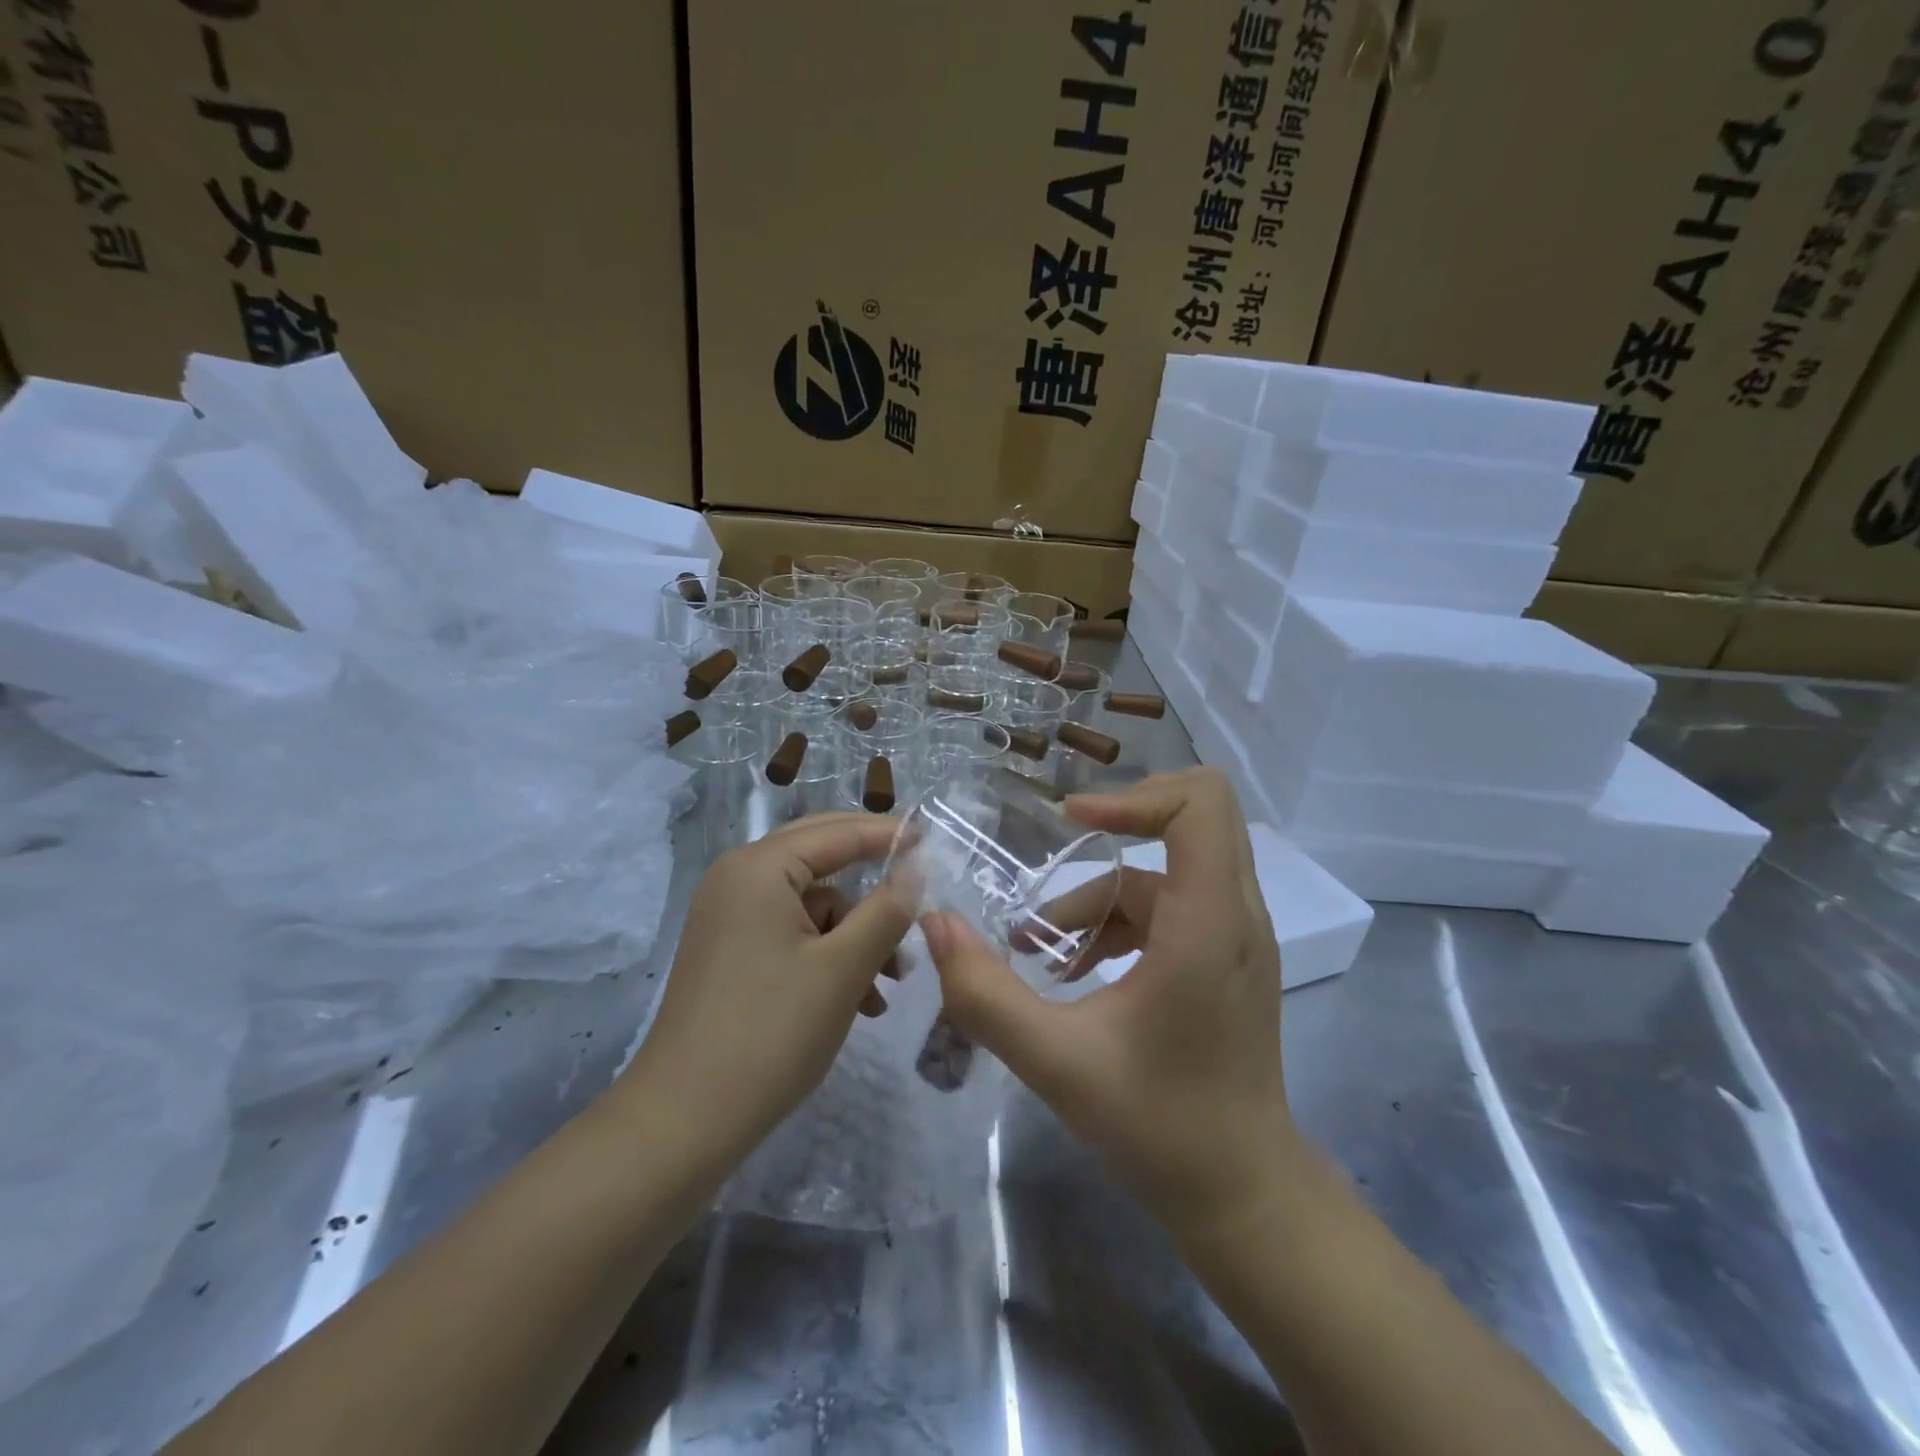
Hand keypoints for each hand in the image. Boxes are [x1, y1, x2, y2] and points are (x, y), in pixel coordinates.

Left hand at [619, 813, 914, 1173]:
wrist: (683, 1122)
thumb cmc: (771, 1033)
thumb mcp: (844, 968)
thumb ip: (886, 910)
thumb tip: (914, 869)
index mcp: (759, 868)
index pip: (837, 833)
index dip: (887, 834)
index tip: (931, 838)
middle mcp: (738, 879)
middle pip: (820, 860)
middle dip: (871, 885)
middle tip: (918, 888)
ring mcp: (730, 917)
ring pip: (811, 905)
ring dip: (855, 934)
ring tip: (890, 981)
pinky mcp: (730, 952)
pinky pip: (792, 934)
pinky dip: (828, 956)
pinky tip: (859, 1001)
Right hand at [921, 769, 1294, 1239]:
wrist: (1242, 1196)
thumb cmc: (1160, 1127)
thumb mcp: (1057, 1062)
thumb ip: (986, 994)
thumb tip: (935, 925)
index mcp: (1209, 922)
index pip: (1200, 804)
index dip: (1132, 796)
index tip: (1070, 824)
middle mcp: (1236, 913)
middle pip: (1195, 813)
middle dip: (1118, 823)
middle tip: (1056, 848)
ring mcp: (1237, 935)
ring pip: (1164, 871)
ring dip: (1098, 898)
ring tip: (1037, 953)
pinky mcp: (1226, 958)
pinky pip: (1167, 908)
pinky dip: (1116, 924)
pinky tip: (1071, 975)